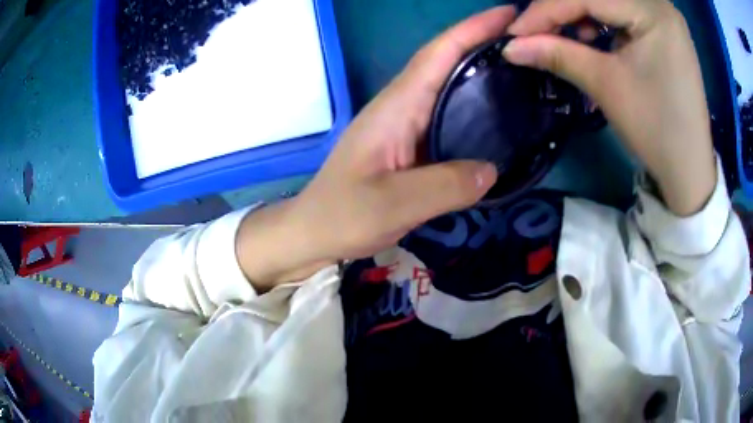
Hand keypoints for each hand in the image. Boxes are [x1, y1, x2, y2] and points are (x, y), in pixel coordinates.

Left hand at [236, 7, 515, 290]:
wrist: (315, 232)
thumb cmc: (343, 215)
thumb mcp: (393, 205)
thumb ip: (444, 186)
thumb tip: (492, 170)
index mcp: (396, 107)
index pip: (438, 54)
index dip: (472, 29)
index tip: (508, 14)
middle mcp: (401, 106)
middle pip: (445, 62)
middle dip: (483, 42)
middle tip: (528, 42)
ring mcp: (405, 125)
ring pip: (447, 86)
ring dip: (481, 71)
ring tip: (522, 69)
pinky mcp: (410, 145)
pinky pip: (447, 114)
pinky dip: (473, 106)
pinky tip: (496, 115)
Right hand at [503, 0, 716, 215]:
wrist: (689, 168)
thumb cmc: (655, 130)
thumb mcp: (607, 87)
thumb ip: (558, 55)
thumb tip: (510, 46)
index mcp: (653, 12)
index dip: (546, 10)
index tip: (515, 32)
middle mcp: (659, 3)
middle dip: (561, 10)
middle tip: (537, 33)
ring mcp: (663, 14)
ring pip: (607, 1)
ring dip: (579, 14)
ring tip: (566, 39)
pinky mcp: (663, 27)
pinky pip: (621, 11)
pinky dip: (599, 20)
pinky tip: (591, 38)